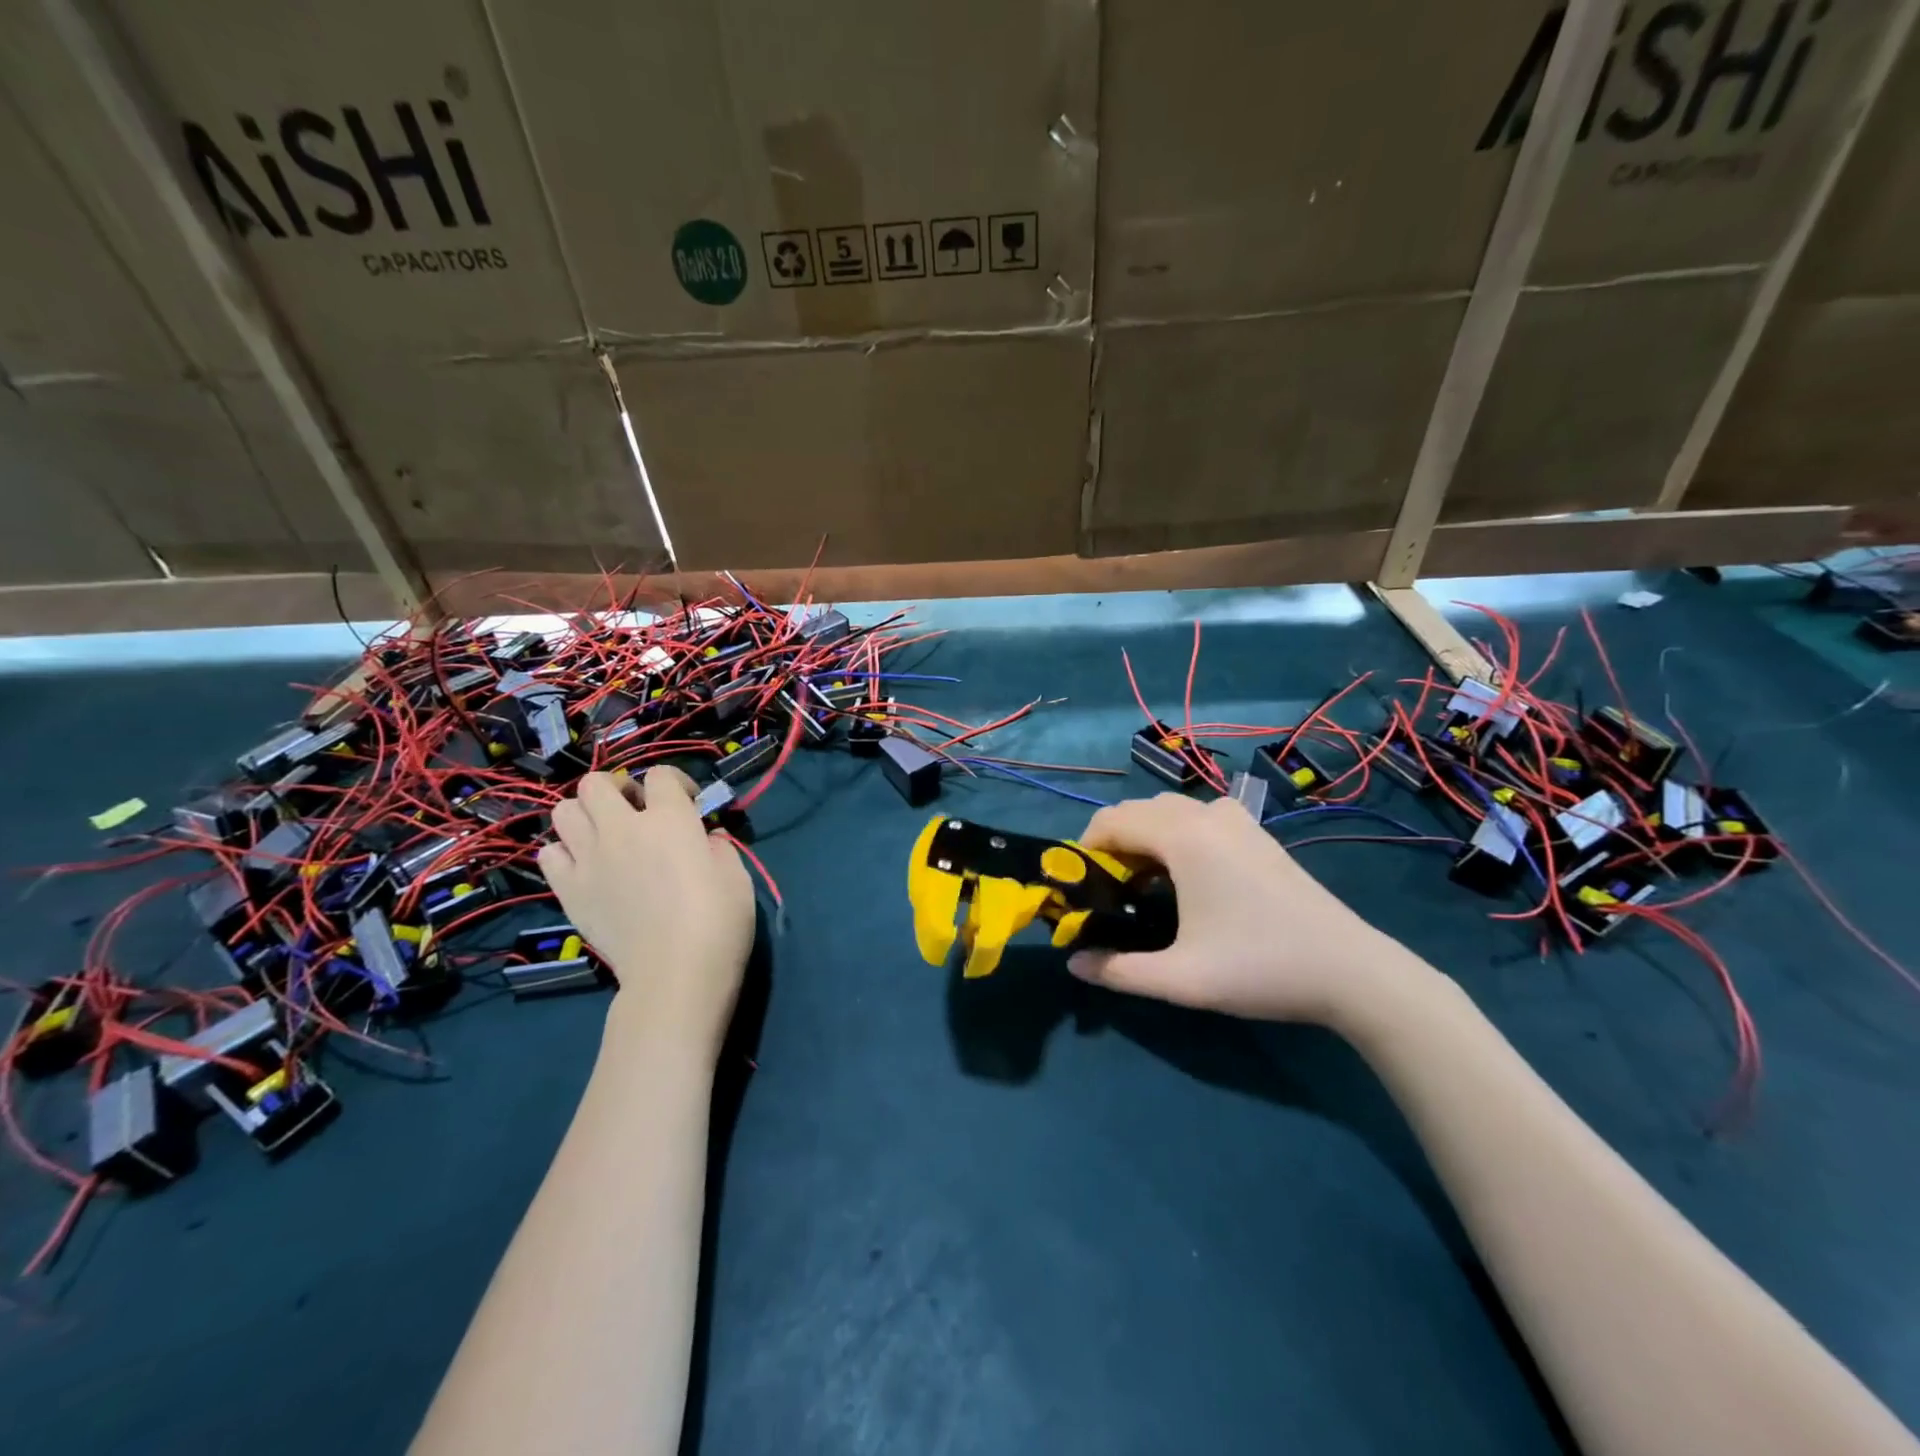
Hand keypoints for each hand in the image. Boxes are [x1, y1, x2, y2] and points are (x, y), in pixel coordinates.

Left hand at [539, 768, 754, 1058]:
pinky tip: (587, 866)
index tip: (690, 804)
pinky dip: (564, 852)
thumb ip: (717, 844)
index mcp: (669, 818)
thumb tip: (705, 837)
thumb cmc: (718, 920)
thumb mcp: (736, 873)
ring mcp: (589, 858)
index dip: (677, 783)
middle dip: (618, 789)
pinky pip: (549, 853)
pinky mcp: (569, 890)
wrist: (675, 974)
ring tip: (606, 835)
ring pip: (564, 810)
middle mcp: (622, 827)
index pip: (661, 775)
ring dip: (586, 815)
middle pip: (598, 782)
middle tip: (637, 812)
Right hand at [1069, 792, 1412, 1025]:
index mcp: (1183, 838)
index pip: (1111, 822)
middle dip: (1111, 844)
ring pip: (1168, 811)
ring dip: (1143, 837)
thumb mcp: (1181, 980)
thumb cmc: (1260, 968)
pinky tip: (1183, 876)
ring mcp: (1236, 819)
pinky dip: (1173, 835)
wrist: (1351, 970)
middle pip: (1137, 810)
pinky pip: (1197, 817)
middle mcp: (1206, 815)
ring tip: (1140, 884)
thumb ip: (1119, 971)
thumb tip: (1073, 964)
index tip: (1078, 887)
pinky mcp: (1256, 833)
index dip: (1084, 850)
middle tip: (1107, 891)